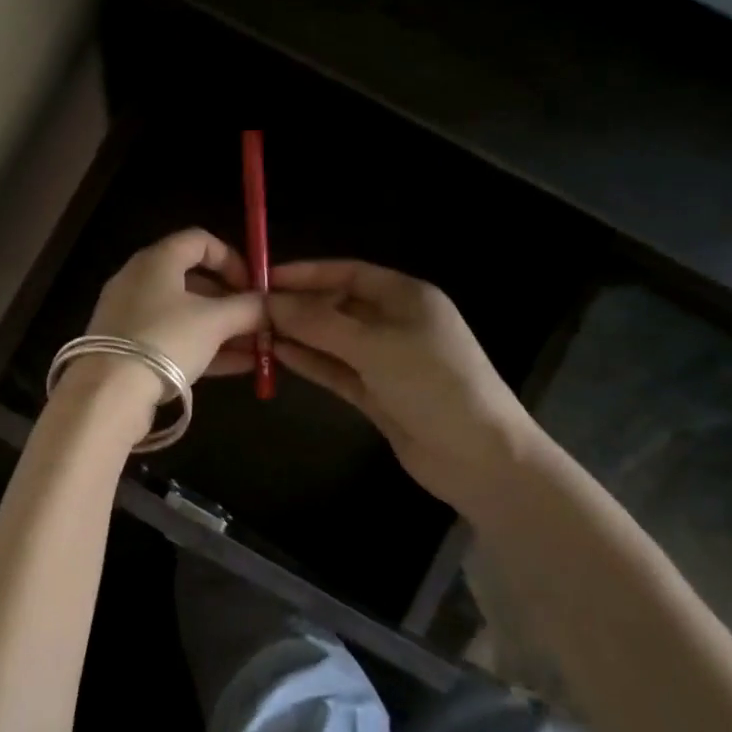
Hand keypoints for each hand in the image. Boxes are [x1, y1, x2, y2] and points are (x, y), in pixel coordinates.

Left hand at [79, 229, 265, 395]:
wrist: (108, 392)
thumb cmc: (165, 340)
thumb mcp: (214, 322)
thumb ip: (247, 309)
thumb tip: (269, 305)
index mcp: (156, 261)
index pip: (199, 241)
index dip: (232, 258)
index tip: (254, 285)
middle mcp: (139, 280)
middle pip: (193, 280)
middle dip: (231, 301)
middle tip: (258, 321)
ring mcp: (131, 315)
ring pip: (185, 314)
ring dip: (222, 328)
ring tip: (257, 348)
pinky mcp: (128, 348)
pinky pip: (173, 339)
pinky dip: (203, 347)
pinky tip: (238, 366)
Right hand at [268, 260, 544, 513]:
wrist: (480, 458)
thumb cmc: (434, 384)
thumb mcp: (374, 346)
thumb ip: (319, 323)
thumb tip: (269, 302)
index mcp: (406, 297)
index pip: (349, 273)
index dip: (308, 273)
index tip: (265, 278)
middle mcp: (395, 322)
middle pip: (338, 305)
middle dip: (298, 306)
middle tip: (252, 310)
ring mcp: (385, 360)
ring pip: (333, 339)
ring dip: (299, 335)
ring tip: (254, 332)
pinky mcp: (376, 393)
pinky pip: (336, 369)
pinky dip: (310, 362)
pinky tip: (277, 356)